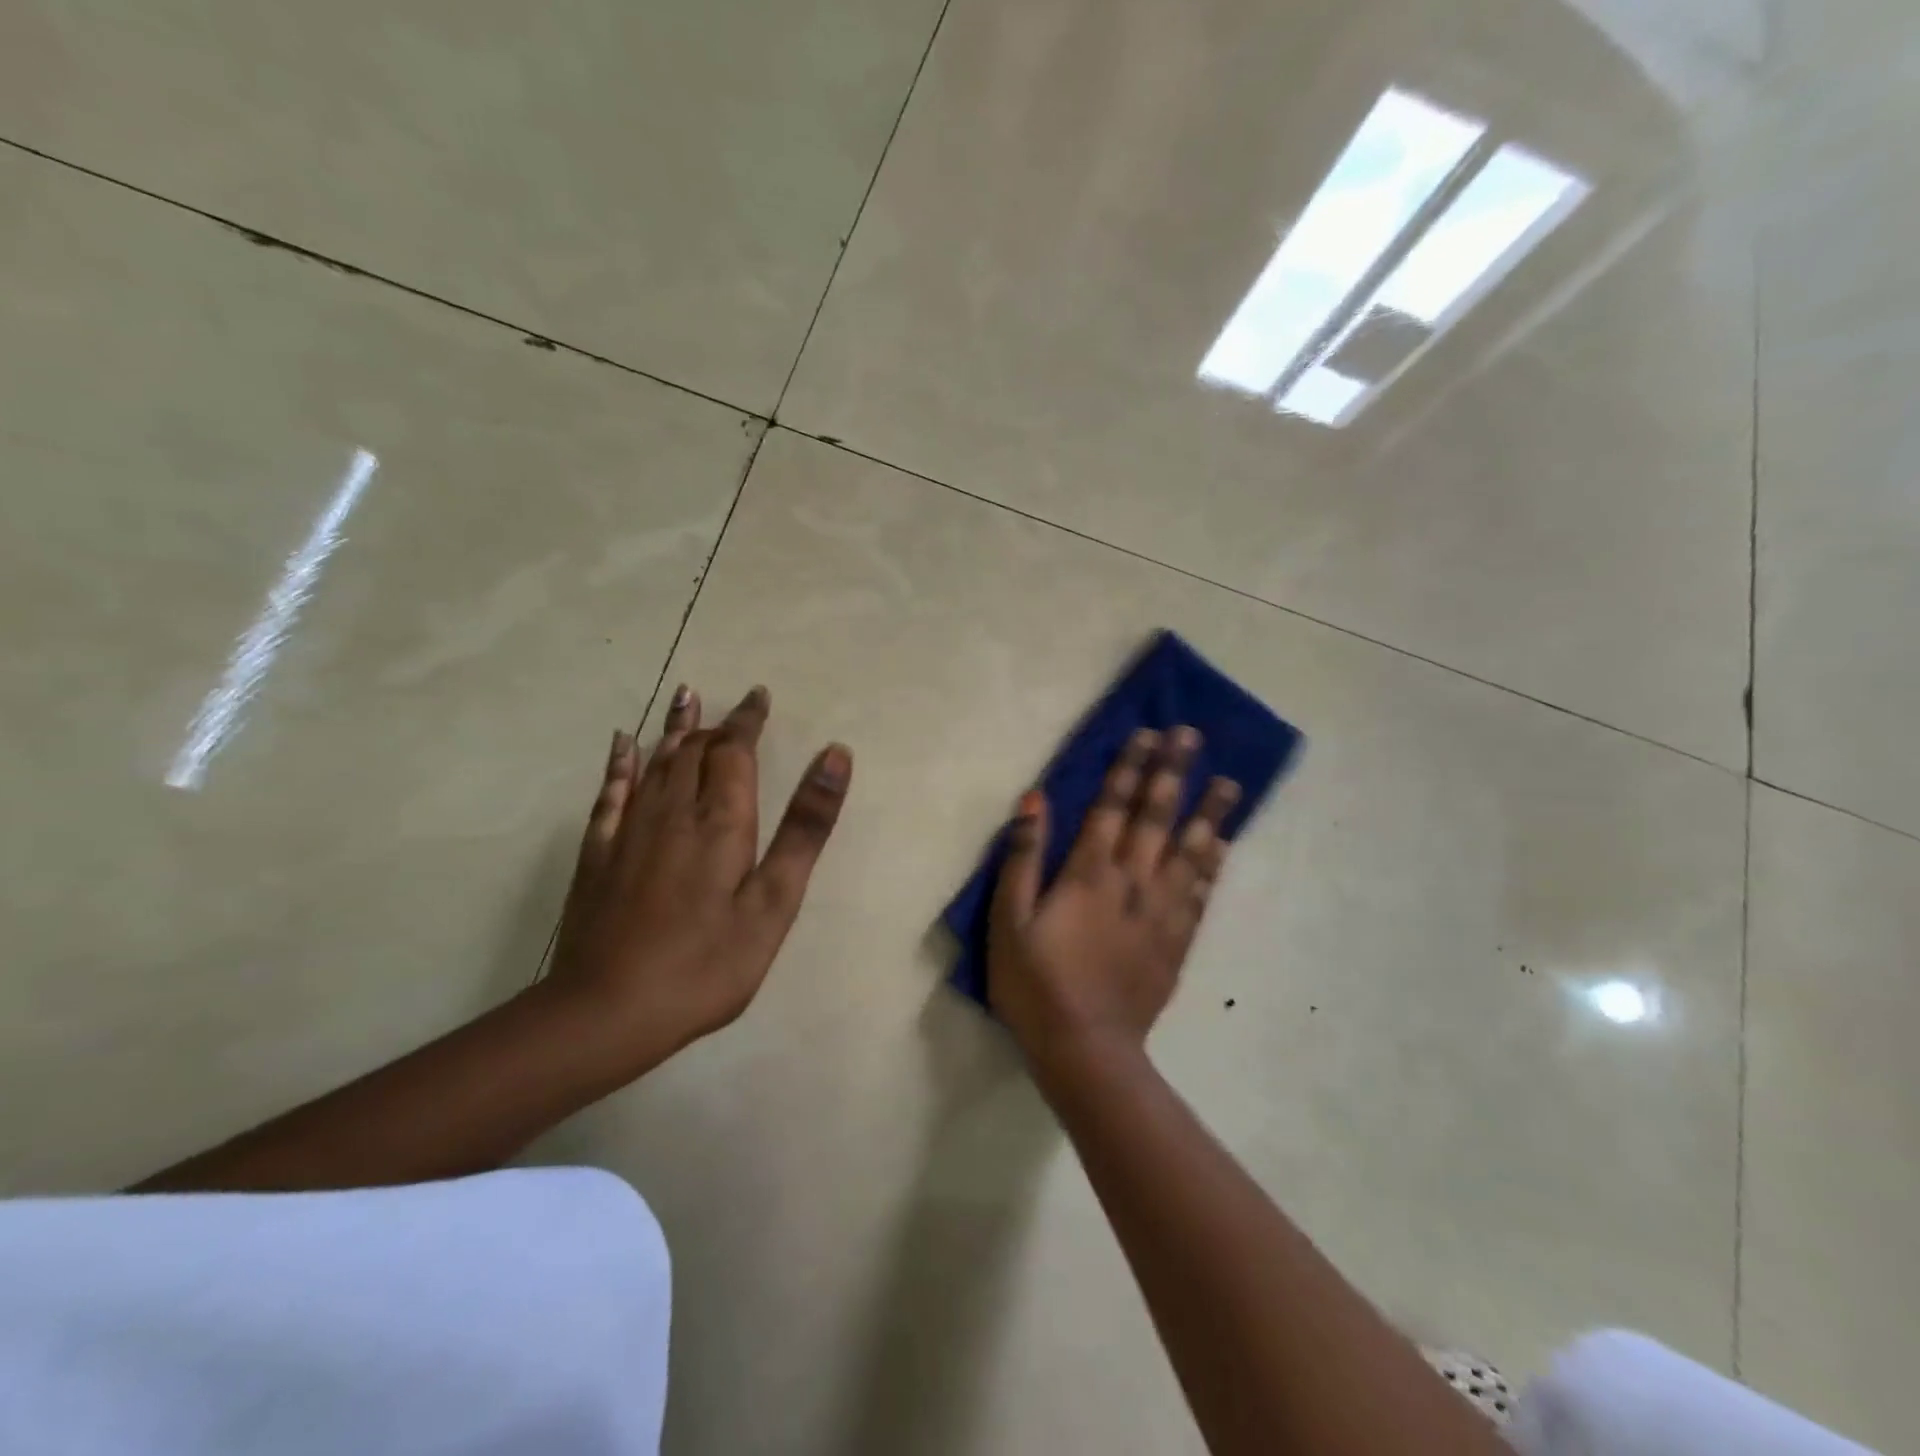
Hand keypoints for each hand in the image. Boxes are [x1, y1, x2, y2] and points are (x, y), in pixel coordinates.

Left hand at [548, 684, 852, 1066]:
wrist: (608, 1011)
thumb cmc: (707, 962)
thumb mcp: (775, 900)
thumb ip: (805, 826)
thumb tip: (835, 755)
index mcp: (720, 820)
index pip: (735, 751)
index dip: (748, 720)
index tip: (759, 696)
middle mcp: (673, 812)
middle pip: (695, 752)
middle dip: (717, 724)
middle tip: (732, 705)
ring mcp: (630, 831)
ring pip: (656, 763)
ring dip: (675, 728)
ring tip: (685, 696)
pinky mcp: (599, 855)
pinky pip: (611, 793)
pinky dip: (620, 764)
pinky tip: (623, 744)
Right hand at [988, 727, 1239, 1072]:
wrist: (1085, 1048)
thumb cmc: (1035, 982)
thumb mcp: (1007, 919)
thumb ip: (1023, 857)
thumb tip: (1035, 800)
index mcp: (1089, 873)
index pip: (1112, 807)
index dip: (1129, 768)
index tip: (1148, 734)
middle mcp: (1132, 881)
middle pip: (1156, 817)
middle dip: (1173, 773)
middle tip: (1191, 736)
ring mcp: (1160, 912)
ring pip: (1189, 852)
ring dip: (1208, 813)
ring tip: (1228, 782)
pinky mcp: (1176, 941)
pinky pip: (1200, 893)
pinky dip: (1213, 865)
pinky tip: (1222, 845)